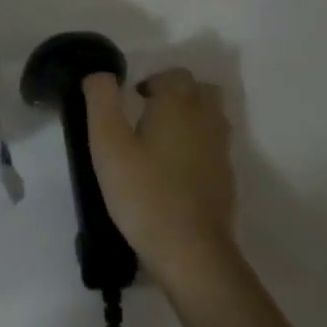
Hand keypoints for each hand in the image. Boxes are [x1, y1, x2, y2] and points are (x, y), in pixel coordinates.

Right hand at [84, 68, 238, 302]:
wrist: (191, 252)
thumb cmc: (144, 192)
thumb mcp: (107, 143)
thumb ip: (101, 99)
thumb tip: (100, 74)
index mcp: (179, 105)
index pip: (174, 74)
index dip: (152, 81)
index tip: (131, 99)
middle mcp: (207, 120)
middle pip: (200, 91)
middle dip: (175, 94)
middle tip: (146, 114)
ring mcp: (221, 152)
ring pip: (211, 118)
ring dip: (189, 118)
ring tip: (159, 140)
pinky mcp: (226, 181)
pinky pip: (214, 148)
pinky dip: (197, 147)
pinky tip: (174, 171)